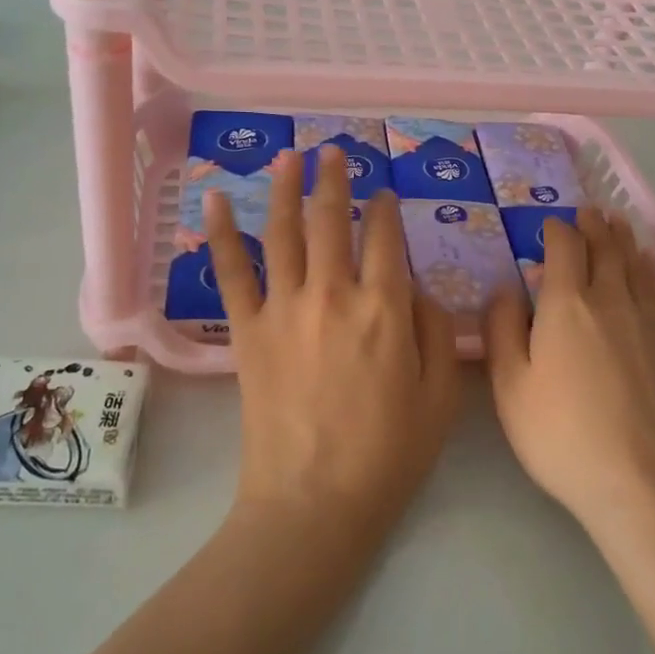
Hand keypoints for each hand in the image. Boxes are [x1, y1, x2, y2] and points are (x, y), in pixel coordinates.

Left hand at [206, 148, 462, 525]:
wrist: (314, 501)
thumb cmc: (388, 453)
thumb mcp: (440, 397)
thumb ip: (438, 333)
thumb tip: (419, 294)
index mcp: (385, 307)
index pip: (385, 238)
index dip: (385, 209)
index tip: (383, 194)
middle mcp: (333, 293)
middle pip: (332, 221)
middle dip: (334, 181)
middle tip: (333, 152)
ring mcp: (285, 308)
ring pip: (283, 232)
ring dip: (285, 189)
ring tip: (289, 157)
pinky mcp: (248, 332)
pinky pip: (231, 274)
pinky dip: (220, 235)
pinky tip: (214, 202)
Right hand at [483, 207, 654, 543]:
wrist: (644, 482)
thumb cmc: (563, 435)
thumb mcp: (510, 387)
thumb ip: (502, 330)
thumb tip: (506, 287)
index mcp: (568, 304)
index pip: (565, 248)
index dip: (557, 230)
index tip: (550, 224)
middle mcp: (612, 299)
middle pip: (606, 247)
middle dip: (594, 225)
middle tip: (588, 211)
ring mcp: (648, 320)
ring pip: (637, 264)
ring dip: (624, 239)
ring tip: (618, 224)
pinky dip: (650, 268)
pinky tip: (648, 268)